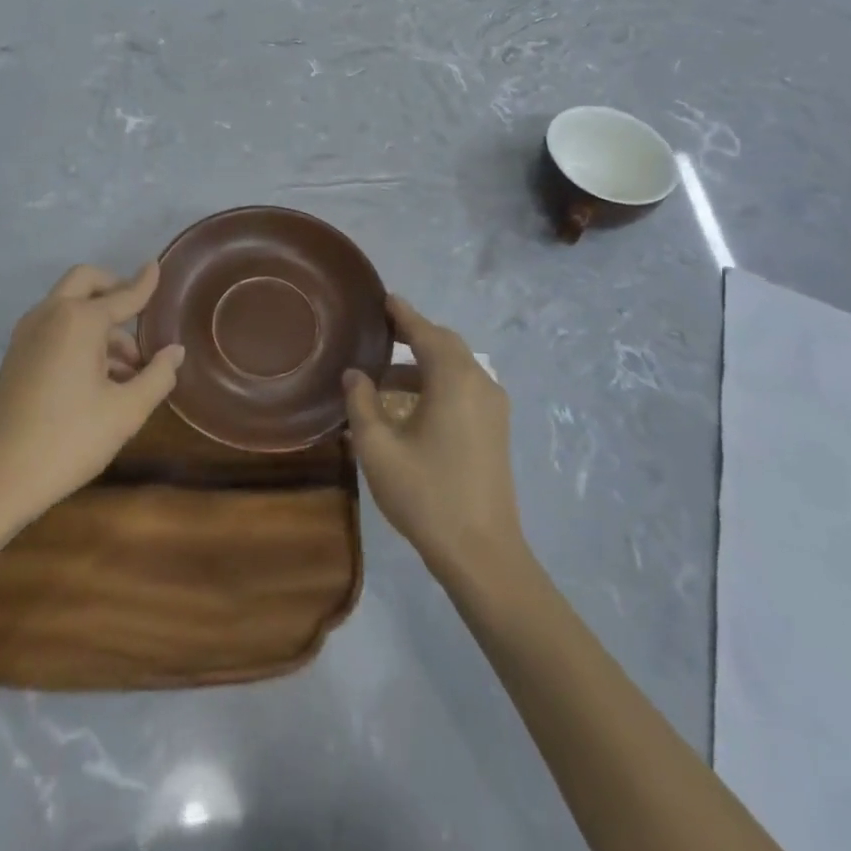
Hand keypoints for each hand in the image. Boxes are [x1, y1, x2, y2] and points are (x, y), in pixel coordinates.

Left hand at [0, 263, 183, 526]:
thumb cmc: (69, 440)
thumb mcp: (126, 411)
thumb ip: (158, 376)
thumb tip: (175, 351)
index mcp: (80, 320)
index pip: (124, 295)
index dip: (145, 283)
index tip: (157, 266)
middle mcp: (51, 315)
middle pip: (86, 281)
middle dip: (114, 288)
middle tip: (140, 311)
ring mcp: (28, 334)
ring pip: (70, 306)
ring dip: (100, 320)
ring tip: (130, 367)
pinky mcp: (16, 356)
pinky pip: (55, 327)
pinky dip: (80, 335)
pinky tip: (101, 376)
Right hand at [344, 295, 523, 582]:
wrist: (482, 552)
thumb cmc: (426, 495)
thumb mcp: (379, 448)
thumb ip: (362, 404)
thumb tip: (354, 374)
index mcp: (454, 379)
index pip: (425, 331)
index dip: (402, 314)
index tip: (382, 298)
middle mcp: (480, 382)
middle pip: (444, 344)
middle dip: (413, 335)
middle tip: (378, 333)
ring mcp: (493, 406)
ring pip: (456, 367)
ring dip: (423, 363)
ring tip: (384, 376)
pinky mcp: (495, 428)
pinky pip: (464, 387)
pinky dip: (437, 382)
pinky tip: (410, 405)